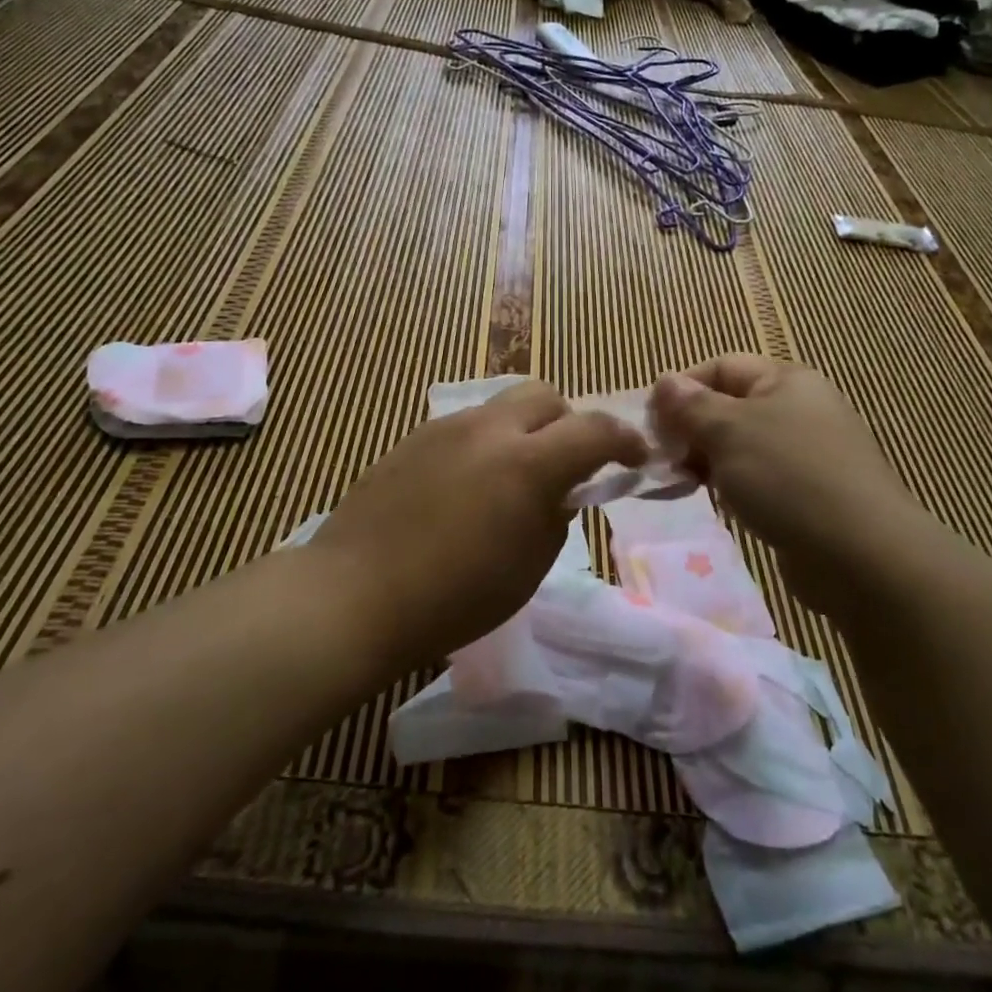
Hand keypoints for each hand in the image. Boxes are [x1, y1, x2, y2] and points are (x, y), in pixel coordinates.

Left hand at [311, 381, 646, 667]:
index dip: (625, 439)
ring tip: (515, 475)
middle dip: (570, 422)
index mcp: (528, 464)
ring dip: (525, 430)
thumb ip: (555, 517)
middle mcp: (490, 429)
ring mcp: (446, 428)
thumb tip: (559, 492)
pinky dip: (486, 442)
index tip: (635, 458)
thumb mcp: (529, 567)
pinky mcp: (413, 438)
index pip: (595, 429)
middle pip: (546, 394)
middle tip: (568, 463)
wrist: (355, 594)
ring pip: (503, 405)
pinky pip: (466, 425)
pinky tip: (469, 484)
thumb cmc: (454, 597)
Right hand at [649, 356, 923, 605]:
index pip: (720, 367)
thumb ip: (691, 406)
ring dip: (705, 459)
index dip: (681, 388)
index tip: (649, 422)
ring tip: (680, 482)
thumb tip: (664, 381)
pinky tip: (713, 502)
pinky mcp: (807, 492)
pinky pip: (756, 477)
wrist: (861, 554)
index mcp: (786, 380)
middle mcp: (799, 408)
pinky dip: (730, 484)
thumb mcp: (729, 431)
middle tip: (659, 458)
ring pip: (740, 445)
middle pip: (729, 406)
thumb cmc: (787, 477)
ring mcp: (806, 452)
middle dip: (690, 428)